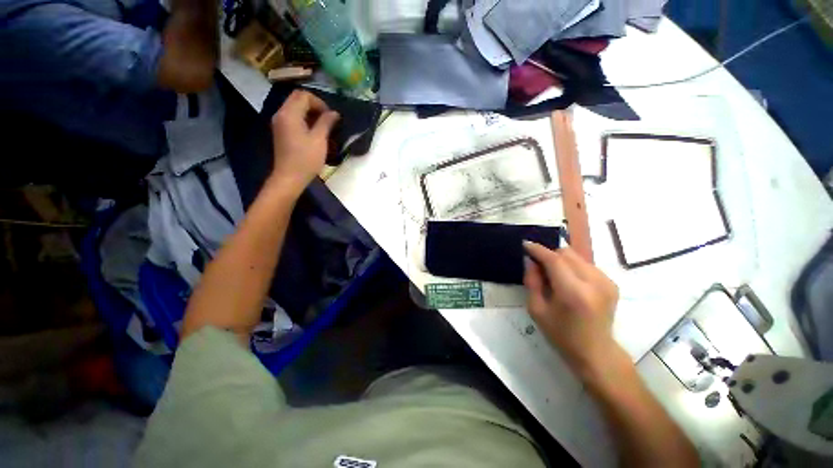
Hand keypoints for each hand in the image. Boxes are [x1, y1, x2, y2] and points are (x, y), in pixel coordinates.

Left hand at [268, 90, 339, 194]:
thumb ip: (326, 123)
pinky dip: (304, 119)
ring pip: (295, 108)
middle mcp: (281, 114)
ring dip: (310, 113)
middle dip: (314, 105)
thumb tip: (334, 113)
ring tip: (323, 126)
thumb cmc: (306, 159)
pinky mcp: (281, 132)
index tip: (330, 116)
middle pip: (297, 99)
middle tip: (328, 120)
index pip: (304, 95)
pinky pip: (293, 117)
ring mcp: (279, 123)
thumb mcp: (319, 140)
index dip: (319, 102)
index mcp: (290, 113)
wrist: (290, 177)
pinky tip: (314, 132)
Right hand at [523, 242, 620, 380]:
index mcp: (573, 293)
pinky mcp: (612, 283)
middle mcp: (594, 283)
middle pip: (567, 253)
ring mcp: (606, 282)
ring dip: (561, 260)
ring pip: (577, 256)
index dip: (538, 250)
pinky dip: (572, 266)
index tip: (526, 244)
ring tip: (552, 274)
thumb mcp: (537, 310)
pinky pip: (586, 264)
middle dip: (549, 254)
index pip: (554, 260)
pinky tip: (568, 280)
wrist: (596, 353)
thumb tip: (530, 261)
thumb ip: (532, 282)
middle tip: (538, 264)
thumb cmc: (561, 335)